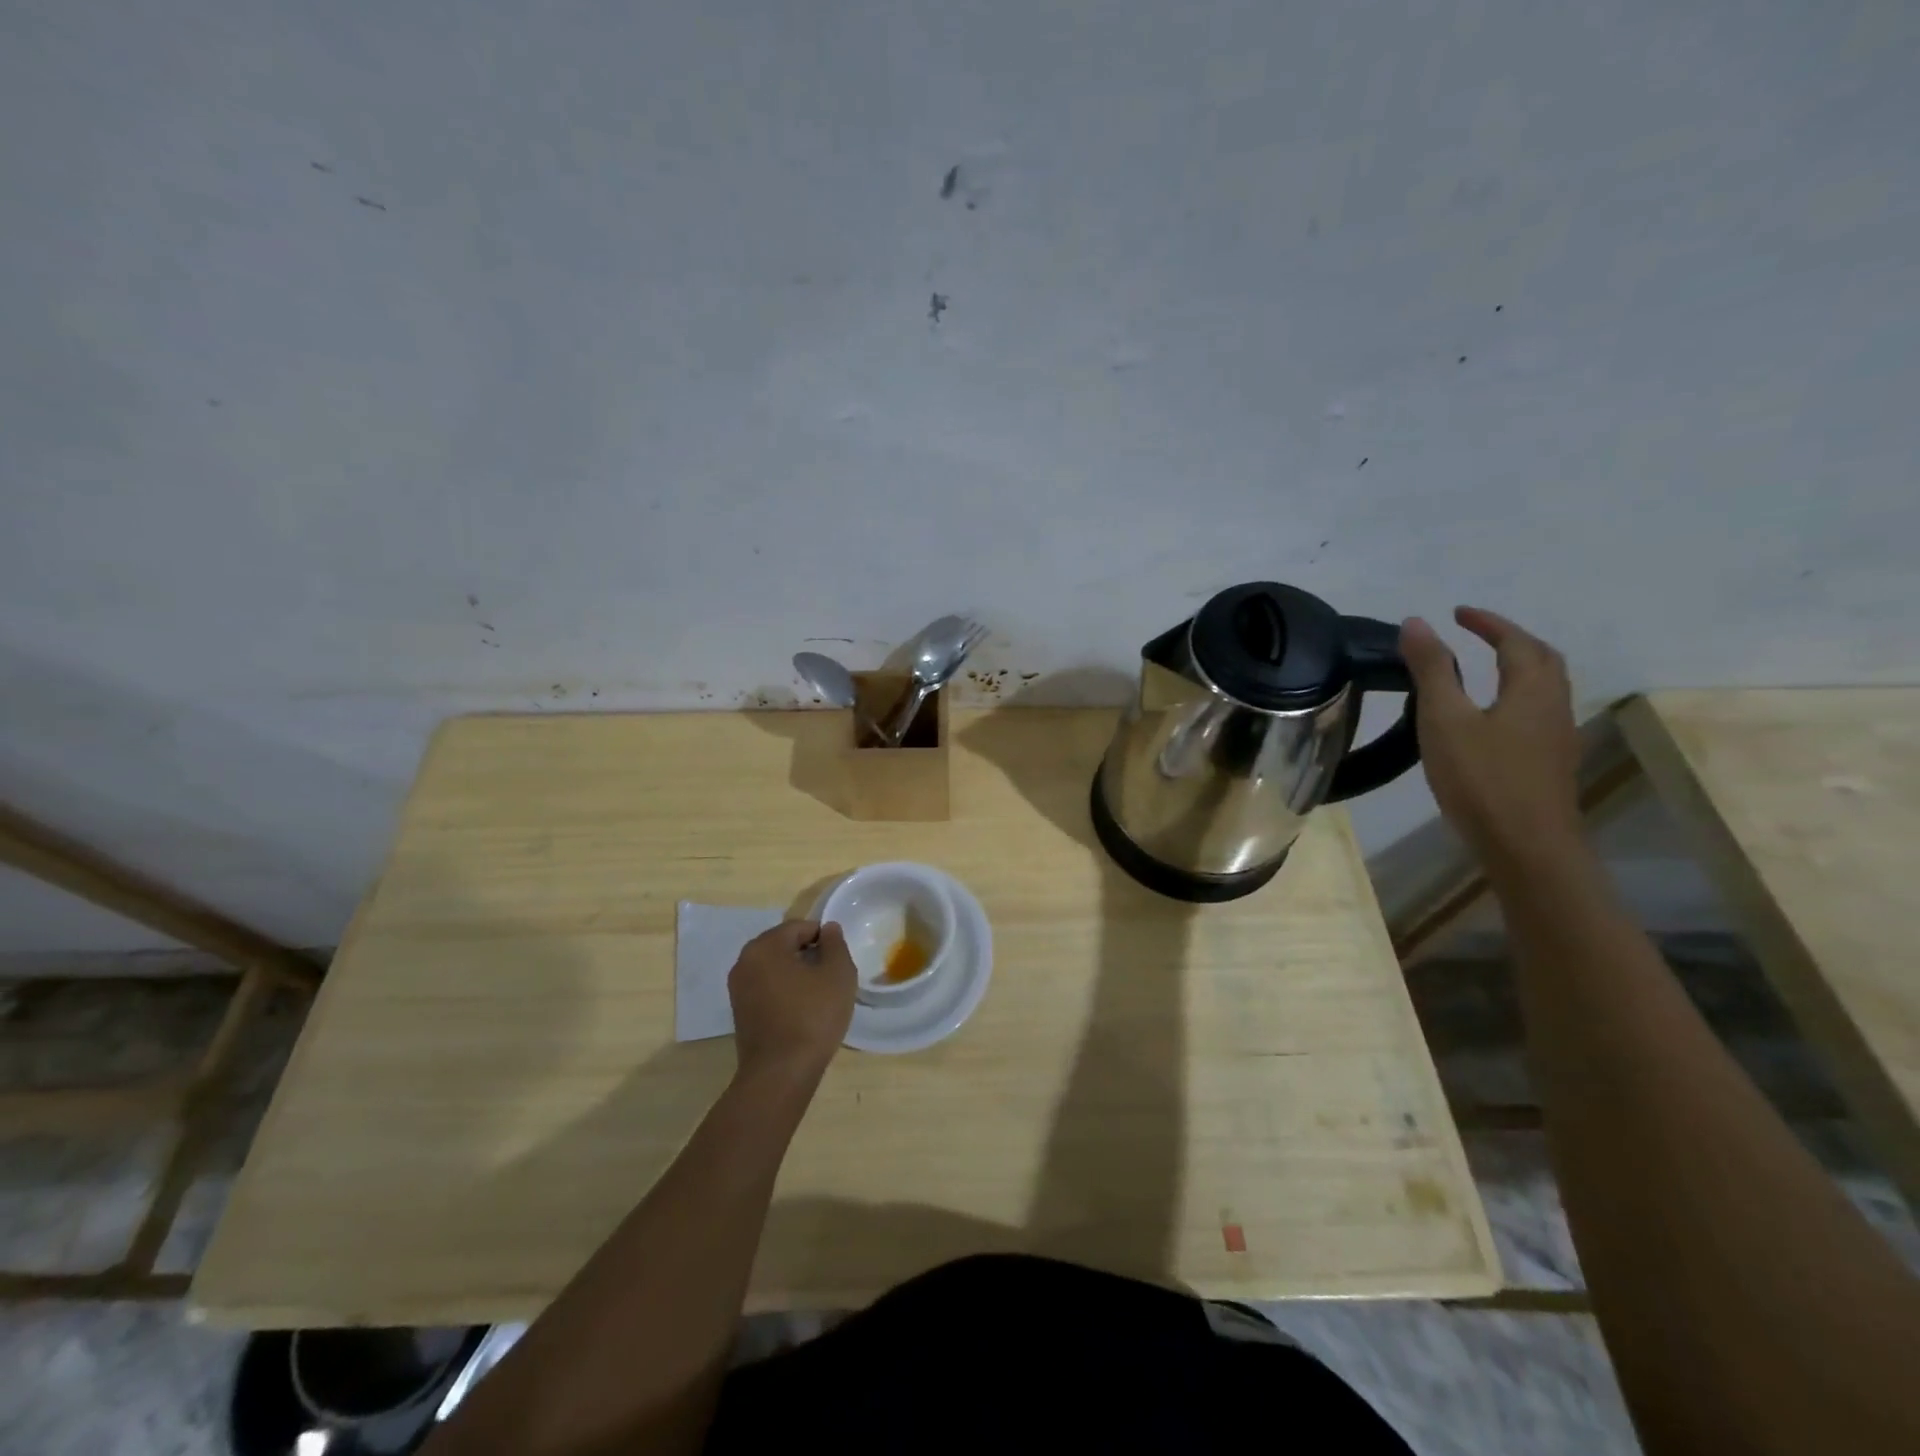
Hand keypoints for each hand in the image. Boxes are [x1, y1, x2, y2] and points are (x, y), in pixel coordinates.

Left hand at [728, 920, 855, 1085]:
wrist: (781, 1073)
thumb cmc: (812, 1016)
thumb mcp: (838, 974)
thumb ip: (835, 943)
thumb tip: (829, 929)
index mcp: (765, 946)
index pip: (799, 927)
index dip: (824, 938)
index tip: (839, 960)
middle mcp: (744, 962)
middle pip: (784, 945)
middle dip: (808, 954)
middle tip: (831, 976)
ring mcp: (738, 989)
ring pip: (775, 968)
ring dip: (796, 973)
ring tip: (819, 994)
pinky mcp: (739, 1012)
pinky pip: (766, 988)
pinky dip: (784, 991)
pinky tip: (802, 1010)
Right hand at [1400, 606, 1582, 861]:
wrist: (1526, 846)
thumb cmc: (1482, 778)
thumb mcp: (1445, 719)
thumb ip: (1432, 669)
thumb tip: (1416, 622)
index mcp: (1531, 690)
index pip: (1515, 642)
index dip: (1487, 623)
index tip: (1457, 613)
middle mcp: (1553, 707)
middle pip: (1542, 660)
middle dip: (1511, 639)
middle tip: (1475, 634)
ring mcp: (1556, 738)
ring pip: (1544, 688)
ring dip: (1518, 668)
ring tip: (1483, 668)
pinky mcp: (1549, 764)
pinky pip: (1537, 713)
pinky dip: (1515, 696)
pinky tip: (1491, 717)